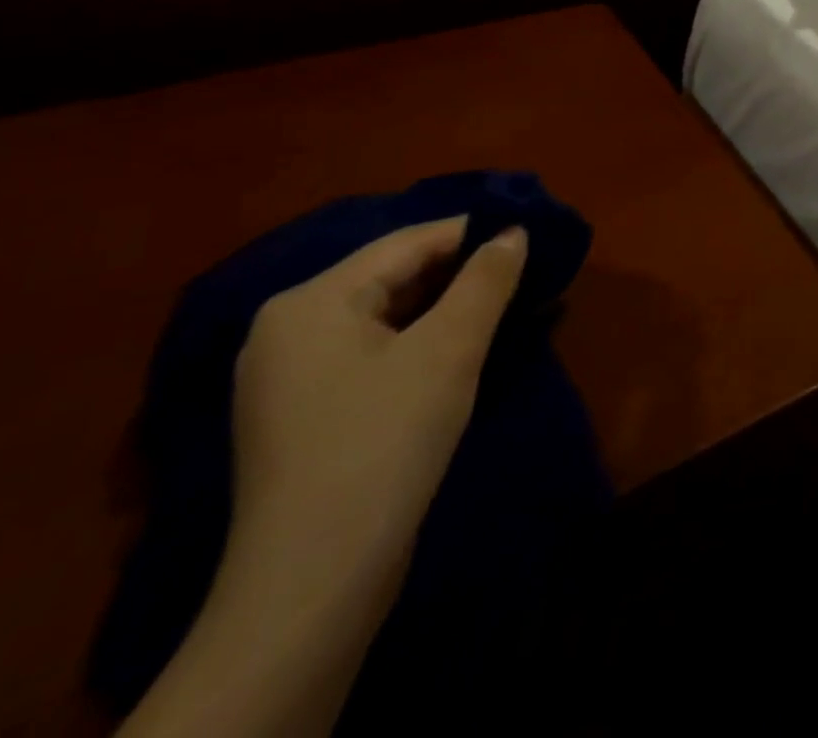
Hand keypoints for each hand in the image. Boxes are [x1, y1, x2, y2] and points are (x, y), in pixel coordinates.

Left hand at [230, 217, 528, 574]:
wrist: (313, 585)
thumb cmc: (384, 442)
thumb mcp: (450, 349)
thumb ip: (486, 280)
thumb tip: (514, 232)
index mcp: (310, 301)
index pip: (406, 244)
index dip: (472, 233)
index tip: (528, 233)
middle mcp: (288, 329)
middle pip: (392, 278)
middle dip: (461, 274)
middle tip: (524, 273)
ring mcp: (289, 378)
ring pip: (385, 318)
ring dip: (446, 310)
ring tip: (505, 308)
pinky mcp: (304, 416)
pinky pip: (373, 355)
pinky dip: (421, 344)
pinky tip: (461, 353)